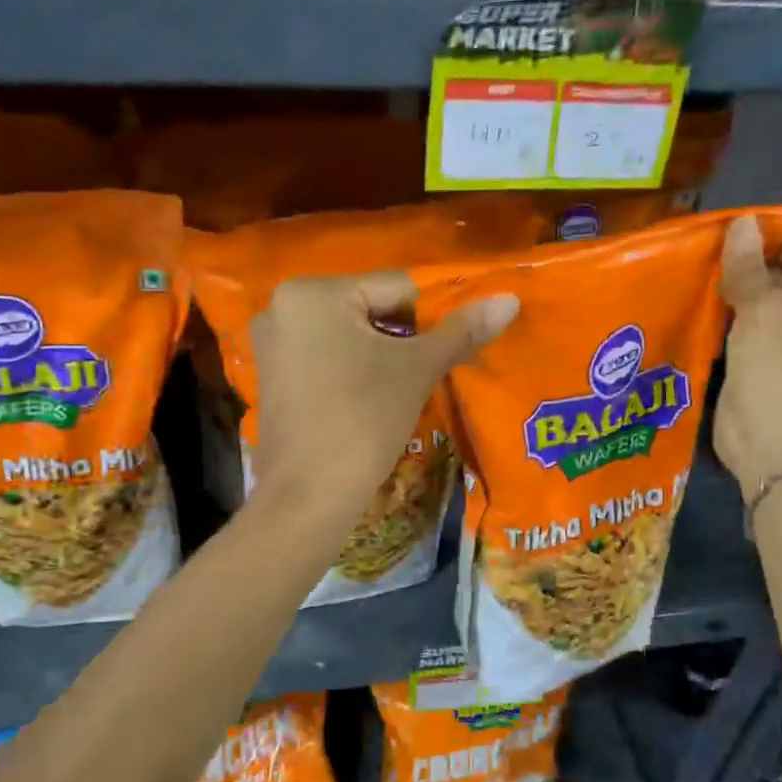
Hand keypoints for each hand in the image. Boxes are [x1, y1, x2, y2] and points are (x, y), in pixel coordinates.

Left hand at [249, 272, 516, 514]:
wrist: (308, 496)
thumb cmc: (362, 420)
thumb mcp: (416, 370)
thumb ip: (461, 330)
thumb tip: (509, 300)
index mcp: (312, 292)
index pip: (395, 286)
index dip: (436, 312)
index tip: (460, 340)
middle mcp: (282, 307)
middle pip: (369, 308)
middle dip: (407, 334)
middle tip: (438, 365)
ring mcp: (272, 345)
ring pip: (349, 336)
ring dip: (384, 353)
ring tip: (413, 382)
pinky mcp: (273, 377)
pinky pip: (327, 358)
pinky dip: (355, 369)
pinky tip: (377, 395)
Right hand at [714, 213, 781, 490]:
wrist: (773, 443)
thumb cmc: (780, 370)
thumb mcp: (764, 309)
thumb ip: (748, 266)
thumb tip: (739, 226)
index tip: (740, 223)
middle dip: (757, 251)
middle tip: (713, 244)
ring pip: (770, 291)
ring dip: (740, 279)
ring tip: (702, 266)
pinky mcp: (767, 354)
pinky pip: (751, 318)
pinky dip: (730, 306)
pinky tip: (702, 298)